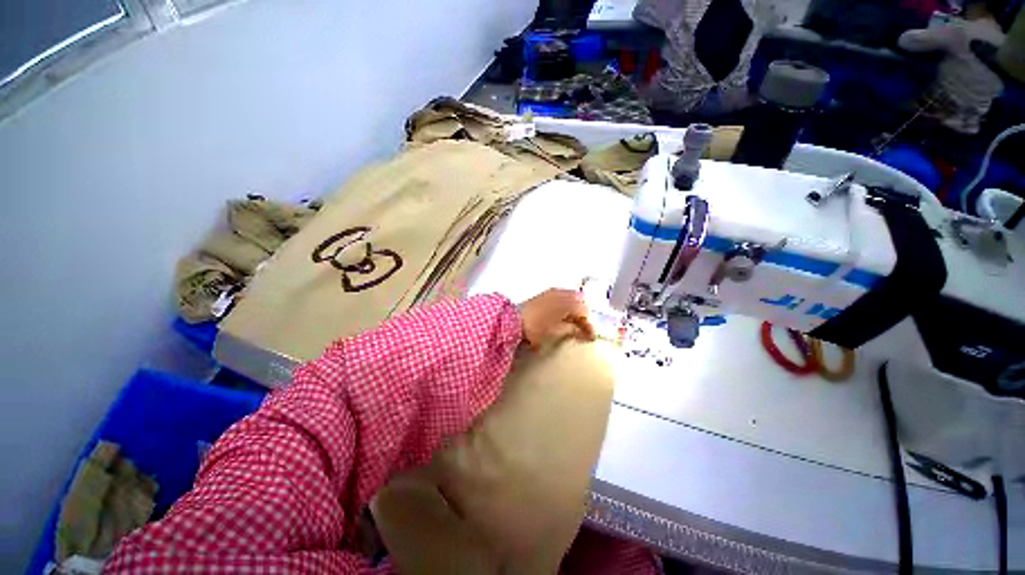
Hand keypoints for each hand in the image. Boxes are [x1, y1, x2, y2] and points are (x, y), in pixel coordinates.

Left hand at [518, 289, 594, 349]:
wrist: (514, 319)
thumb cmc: (536, 327)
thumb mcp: (556, 331)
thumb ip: (571, 329)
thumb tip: (581, 330)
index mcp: (567, 303)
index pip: (584, 312)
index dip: (588, 325)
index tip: (589, 337)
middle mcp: (562, 294)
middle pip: (580, 303)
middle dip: (583, 316)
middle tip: (582, 329)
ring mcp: (553, 292)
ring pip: (572, 298)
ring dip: (575, 309)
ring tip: (573, 323)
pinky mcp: (545, 293)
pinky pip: (563, 296)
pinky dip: (567, 304)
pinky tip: (563, 314)